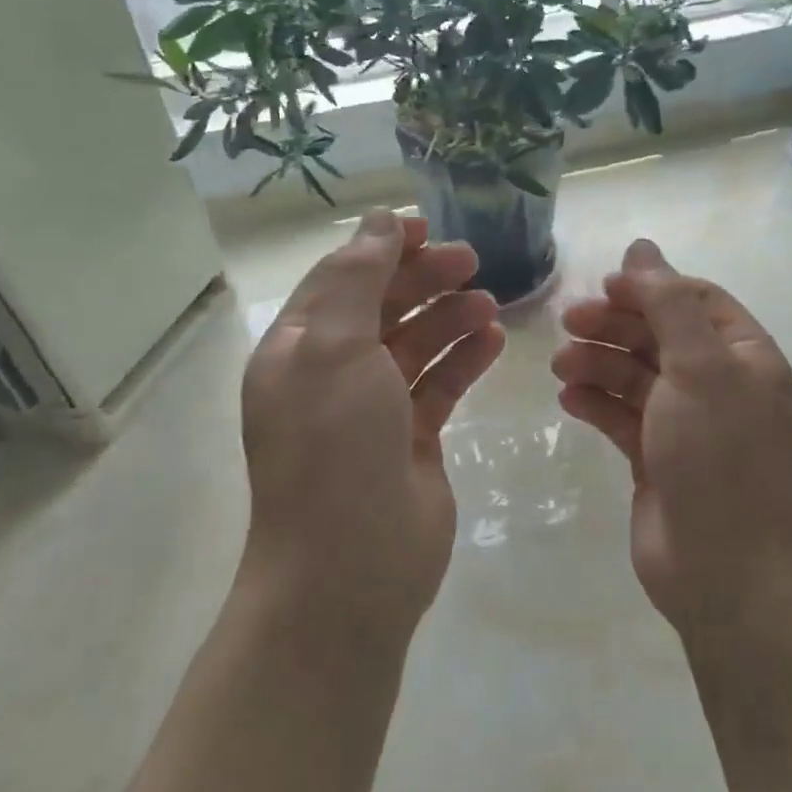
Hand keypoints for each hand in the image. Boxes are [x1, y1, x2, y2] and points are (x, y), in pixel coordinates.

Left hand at [240, 210, 504, 630]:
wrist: (350, 568)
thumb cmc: (334, 448)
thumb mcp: (334, 349)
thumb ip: (357, 280)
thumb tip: (378, 223)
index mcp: (298, 350)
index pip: (339, 279)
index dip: (380, 248)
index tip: (428, 228)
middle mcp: (331, 375)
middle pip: (381, 307)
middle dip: (423, 279)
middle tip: (472, 260)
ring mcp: (372, 410)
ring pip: (415, 345)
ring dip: (449, 317)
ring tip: (490, 302)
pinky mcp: (411, 440)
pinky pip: (440, 385)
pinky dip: (464, 359)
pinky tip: (494, 340)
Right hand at [553, 240, 791, 632]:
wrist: (725, 572)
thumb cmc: (719, 457)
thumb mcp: (699, 368)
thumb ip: (668, 303)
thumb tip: (643, 245)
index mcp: (744, 356)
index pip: (695, 300)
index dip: (650, 287)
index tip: (604, 286)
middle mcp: (718, 384)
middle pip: (660, 335)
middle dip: (615, 325)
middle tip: (568, 323)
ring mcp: (685, 423)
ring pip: (635, 375)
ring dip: (598, 363)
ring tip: (562, 367)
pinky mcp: (655, 458)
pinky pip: (622, 416)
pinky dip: (596, 403)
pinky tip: (569, 400)